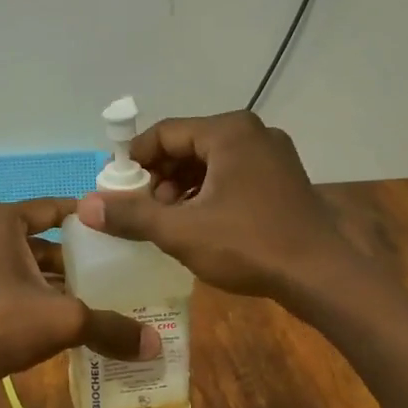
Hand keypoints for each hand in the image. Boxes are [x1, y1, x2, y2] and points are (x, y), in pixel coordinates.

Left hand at [0, 199, 159, 395]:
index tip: (118, 234)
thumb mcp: (62, 321)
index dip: (88, 221)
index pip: (55, 209)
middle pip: (37, 238)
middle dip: (70, 257)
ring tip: (87, 299)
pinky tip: (50, 319)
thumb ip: (109, 327)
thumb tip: (154, 345)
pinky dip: (23, 294)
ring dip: (47, 280)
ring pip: (17, 263)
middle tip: (109, 273)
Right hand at [76, 111, 353, 302]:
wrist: (322, 276)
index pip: (164, 133)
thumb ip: (132, 215)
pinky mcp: (282, 179)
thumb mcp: (181, 231)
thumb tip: (86, 205)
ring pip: (209, 163)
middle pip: (187, 146)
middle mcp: (252, 133)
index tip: (114, 190)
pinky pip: (231, 176)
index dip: (133, 160)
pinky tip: (196, 225)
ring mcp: (272, 156)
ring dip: (180, 189)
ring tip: (165, 222)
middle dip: (157, 177)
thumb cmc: (248, 245)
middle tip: (139, 210)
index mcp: (228, 132)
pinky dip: (206, 195)